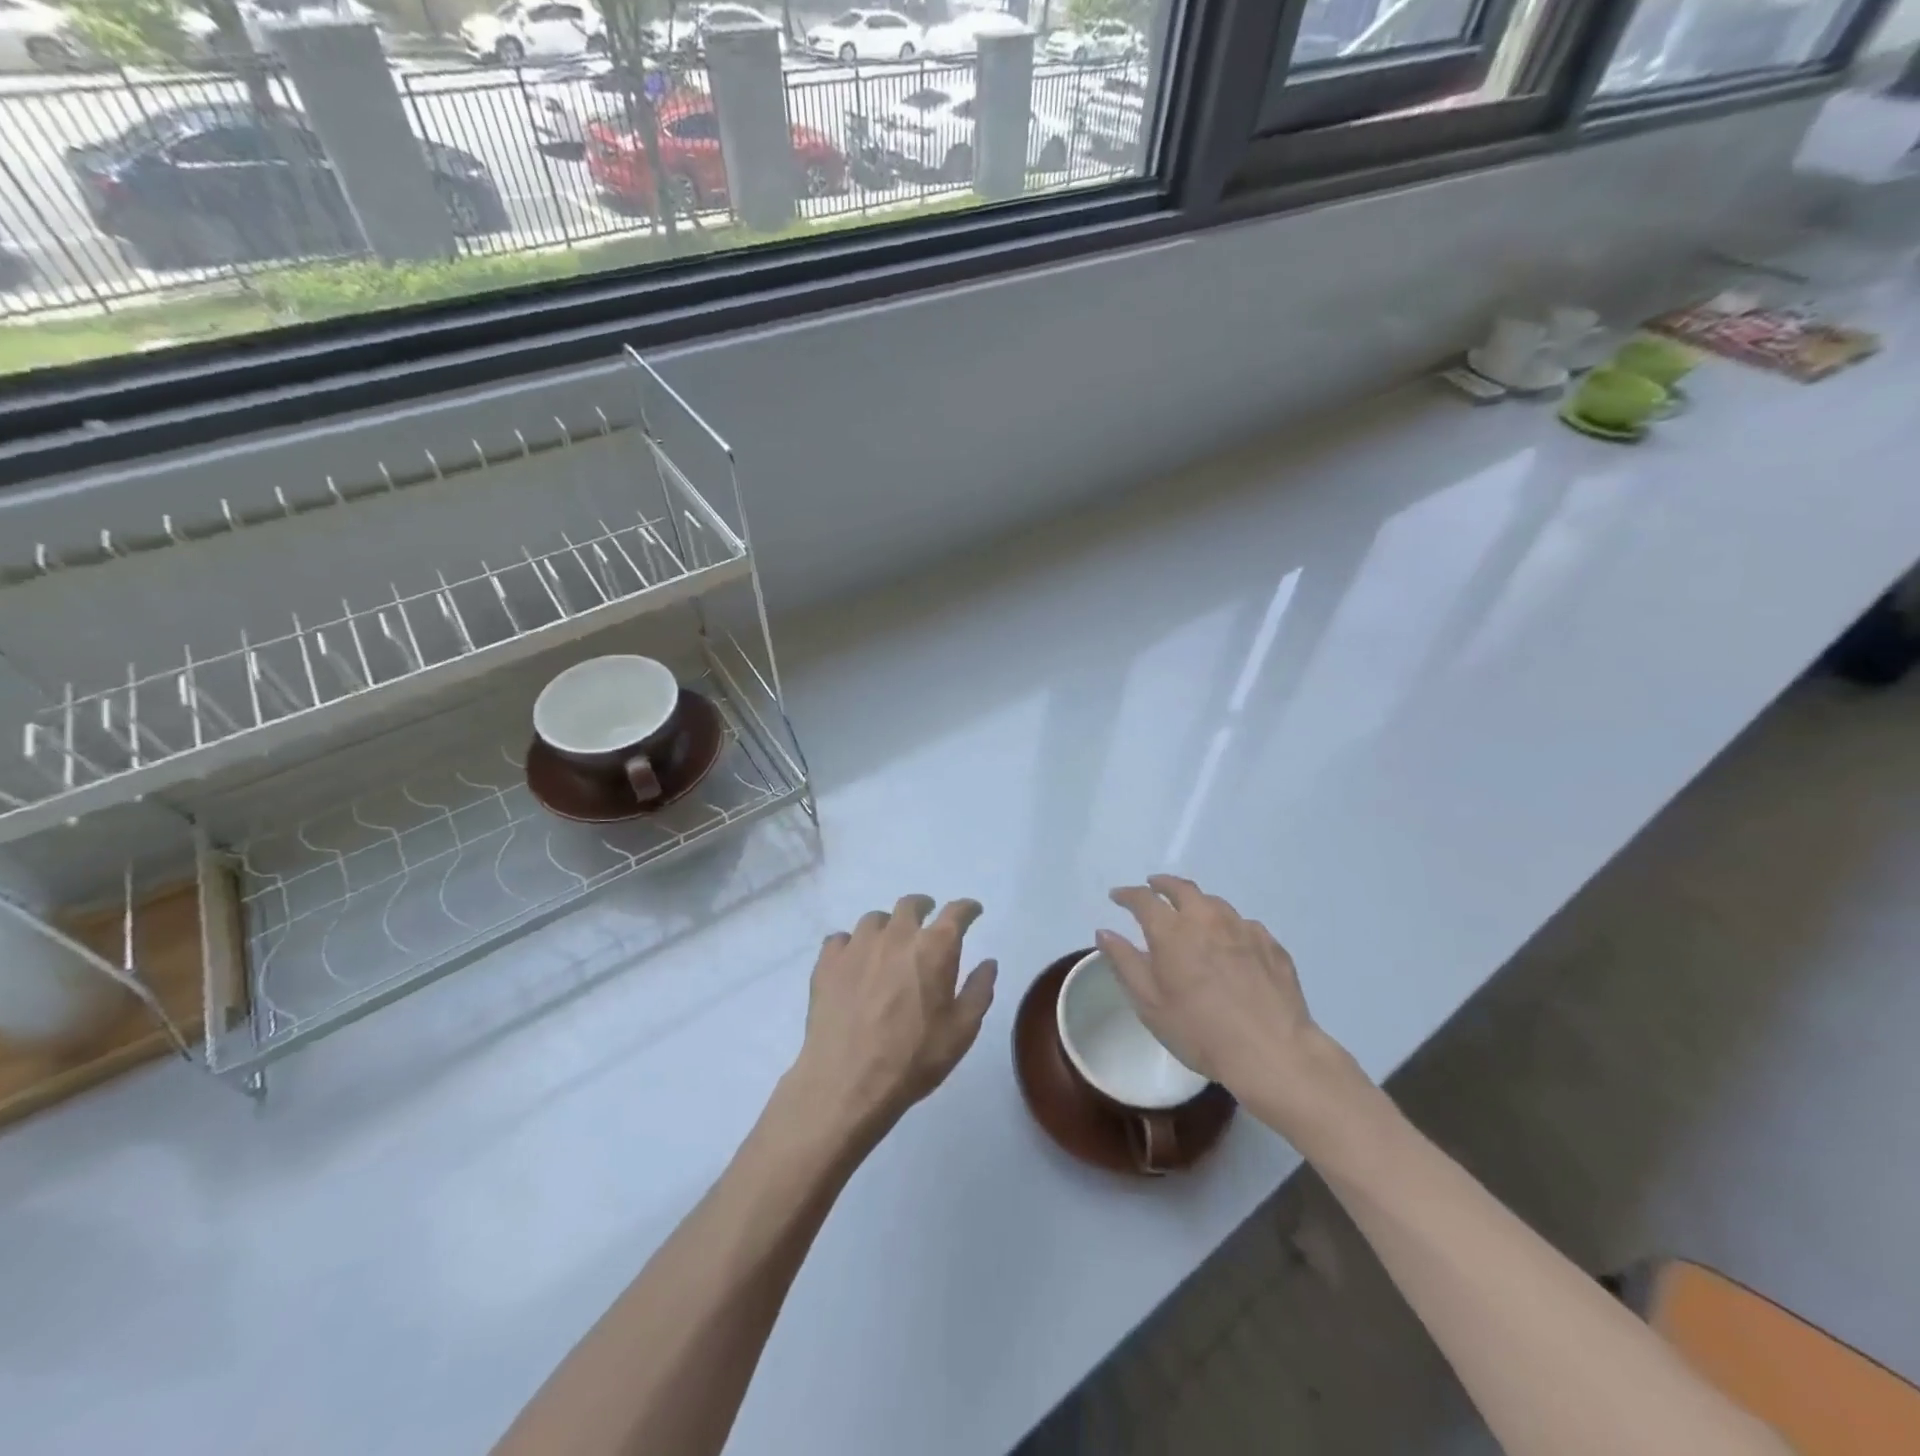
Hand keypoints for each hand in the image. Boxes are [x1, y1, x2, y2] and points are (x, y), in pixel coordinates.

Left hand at [788, 895, 997, 1140]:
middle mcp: (896, 935)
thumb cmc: (913, 1059)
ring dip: (887, 926)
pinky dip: (851, 945)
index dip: (967, 909)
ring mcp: (857, 946)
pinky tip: (854, 962)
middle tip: (927, 920)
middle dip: (924, 907)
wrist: (847, 1083)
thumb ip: (978, 991)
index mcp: (934, 948)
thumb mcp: (961, 1032)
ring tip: (888, 943)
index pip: (956, 913)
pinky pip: (840, 939)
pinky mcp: (827, 962)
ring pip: (874, 919)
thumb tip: (988, 963)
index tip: (972, 911)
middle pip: (910, 904)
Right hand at [1098, 875, 1364, 1125]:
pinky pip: (1242, 923)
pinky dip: (1228, 925)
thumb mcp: (1150, 1004)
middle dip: (1162, 884)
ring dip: (1196, 902)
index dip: (1127, 895)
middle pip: (1181, 888)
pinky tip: (1230, 941)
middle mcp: (1206, 918)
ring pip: (1214, 902)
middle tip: (1153, 887)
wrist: (1272, 1052)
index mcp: (1172, 931)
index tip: (1117, 896)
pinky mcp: (1270, 944)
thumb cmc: (1200, 1031)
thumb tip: (1105, 932)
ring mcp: (1243, 928)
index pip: (1143, 899)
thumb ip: (1125, 963)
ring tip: (1191, 913)